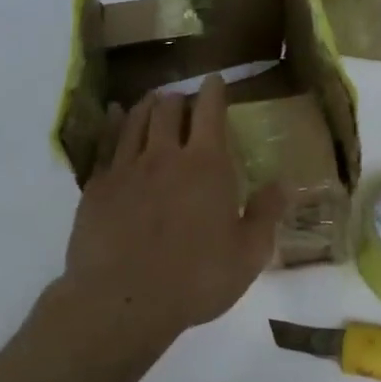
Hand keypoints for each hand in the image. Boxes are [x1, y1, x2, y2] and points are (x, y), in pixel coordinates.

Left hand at [55, 75, 284, 353]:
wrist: (121, 301)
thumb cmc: (194, 279)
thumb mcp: (247, 255)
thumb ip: (265, 215)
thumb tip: (283, 183)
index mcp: (207, 165)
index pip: (210, 112)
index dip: (214, 91)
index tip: (215, 80)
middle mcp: (165, 155)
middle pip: (169, 108)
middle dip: (179, 98)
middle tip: (183, 99)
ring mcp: (127, 168)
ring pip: (137, 119)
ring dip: (148, 105)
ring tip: (153, 101)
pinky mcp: (97, 186)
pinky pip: (106, 142)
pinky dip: (115, 123)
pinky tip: (116, 117)